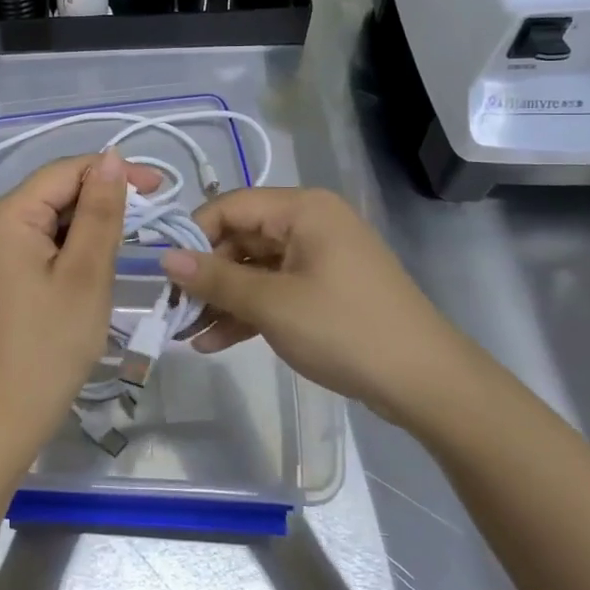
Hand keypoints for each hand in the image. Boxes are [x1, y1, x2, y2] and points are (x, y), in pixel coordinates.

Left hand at [0, 150, 159, 456]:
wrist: (5, 413)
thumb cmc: (51, 344)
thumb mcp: (86, 273)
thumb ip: (100, 211)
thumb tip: (112, 156)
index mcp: (6, 216)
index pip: (64, 172)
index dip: (112, 172)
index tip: (161, 188)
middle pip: (54, 192)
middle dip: (101, 199)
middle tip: (150, 219)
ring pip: (49, 218)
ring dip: (88, 224)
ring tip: (129, 241)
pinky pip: (39, 242)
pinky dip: (70, 246)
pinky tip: (96, 261)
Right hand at [159, 187, 485, 424]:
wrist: (425, 382)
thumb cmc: (345, 330)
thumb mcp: (272, 304)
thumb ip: (216, 279)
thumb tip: (165, 258)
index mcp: (302, 209)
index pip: (230, 206)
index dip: (193, 236)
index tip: (164, 274)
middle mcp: (310, 224)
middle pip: (241, 238)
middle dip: (206, 276)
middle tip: (172, 312)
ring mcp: (318, 258)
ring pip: (254, 269)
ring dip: (222, 300)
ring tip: (186, 334)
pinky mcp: (324, 289)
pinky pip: (275, 290)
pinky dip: (248, 312)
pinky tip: (215, 342)